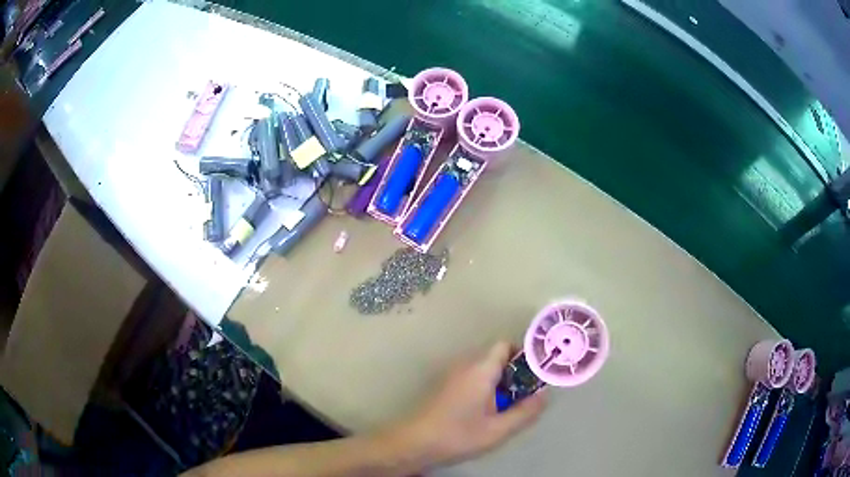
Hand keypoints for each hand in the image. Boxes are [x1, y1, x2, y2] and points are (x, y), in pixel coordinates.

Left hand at [395, 342, 545, 466]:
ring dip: (499, 382)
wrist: (415, 443)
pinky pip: (472, 378)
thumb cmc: (458, 435)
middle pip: (496, 357)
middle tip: (524, 396)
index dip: (523, 355)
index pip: (505, 345)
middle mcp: (466, 365)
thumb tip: (544, 395)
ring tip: (508, 407)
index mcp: (480, 369)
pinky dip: (485, 388)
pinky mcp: (446, 387)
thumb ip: (525, 411)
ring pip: (484, 369)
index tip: (535, 375)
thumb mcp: (498, 429)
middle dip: (514, 373)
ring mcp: (453, 375)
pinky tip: (486, 412)